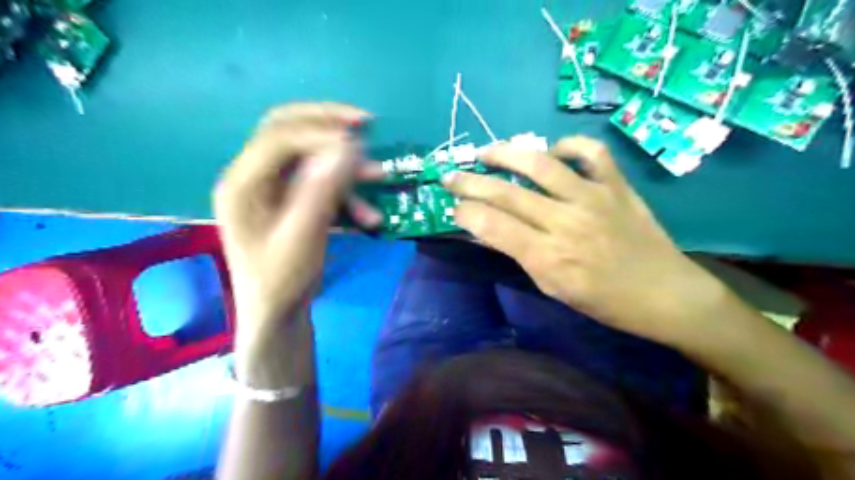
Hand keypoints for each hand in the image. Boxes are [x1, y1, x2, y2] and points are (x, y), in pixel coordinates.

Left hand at [216, 103, 382, 327]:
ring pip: (309, 156)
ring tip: (379, 175)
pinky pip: (319, 182)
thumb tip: (347, 147)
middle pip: (287, 129)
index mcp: (243, 183)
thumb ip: (322, 190)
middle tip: (366, 122)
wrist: (277, 312)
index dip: (320, 132)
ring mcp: (271, 187)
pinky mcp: (289, 200)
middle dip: (328, 123)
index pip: (279, 137)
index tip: (360, 141)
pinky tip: (368, 214)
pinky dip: (345, 191)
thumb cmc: (282, 280)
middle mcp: (252, 176)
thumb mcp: (303, 236)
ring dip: (345, 164)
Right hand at [440, 135, 726, 344]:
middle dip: (470, 183)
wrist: (664, 294)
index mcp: (548, 256)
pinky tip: (551, 151)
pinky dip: (567, 146)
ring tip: (487, 152)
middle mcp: (565, 221)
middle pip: (506, 193)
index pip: (492, 225)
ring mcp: (593, 197)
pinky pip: (589, 152)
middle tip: (450, 176)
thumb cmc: (603, 301)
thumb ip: (517, 255)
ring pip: (540, 163)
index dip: (465, 212)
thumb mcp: (552, 287)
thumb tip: (484, 232)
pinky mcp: (616, 184)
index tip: (452, 207)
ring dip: (506, 153)